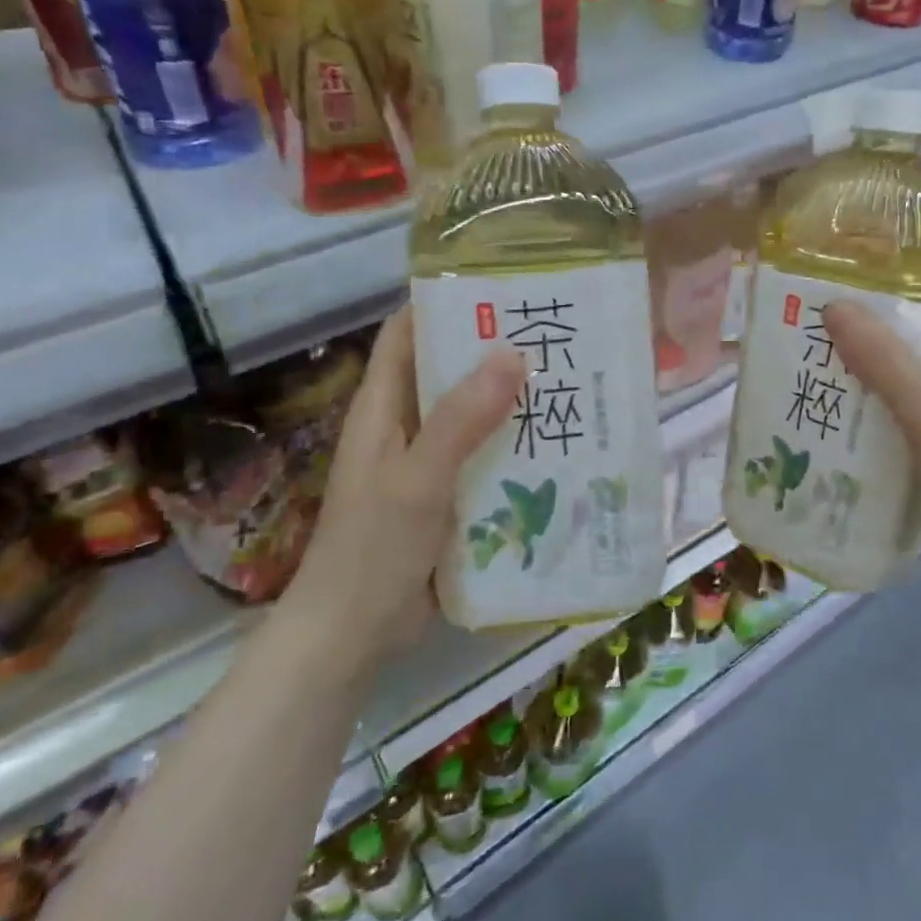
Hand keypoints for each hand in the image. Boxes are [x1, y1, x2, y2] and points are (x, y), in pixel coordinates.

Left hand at [278, 307, 523, 663]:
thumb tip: (512, 353)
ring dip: (509, 399)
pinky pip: (482, 455)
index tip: (501, 286)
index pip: (407, 331)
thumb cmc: (373, 549)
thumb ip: (461, 419)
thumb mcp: (418, 479)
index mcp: (383, 406)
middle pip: (447, 369)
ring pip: (470, 413)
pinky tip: (556, 444)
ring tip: (568, 381)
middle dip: (494, 350)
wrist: (352, 635)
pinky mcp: (445, 494)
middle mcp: (404, 424)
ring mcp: (425, 461)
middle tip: (555, 334)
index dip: (444, 302)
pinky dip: (512, 444)